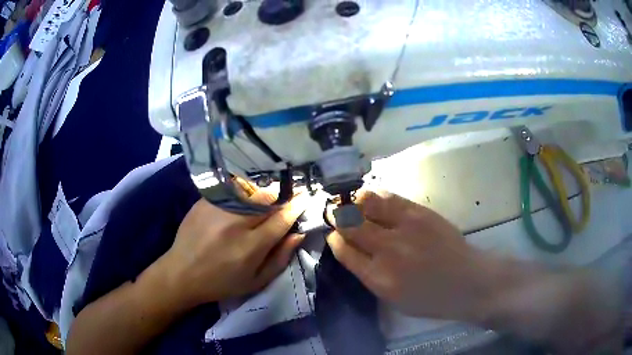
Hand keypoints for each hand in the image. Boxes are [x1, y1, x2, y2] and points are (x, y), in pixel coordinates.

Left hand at [156, 191, 308, 308]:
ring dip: (264, 190)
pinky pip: (231, 189)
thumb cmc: (222, 283)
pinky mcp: (204, 202)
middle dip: (282, 193)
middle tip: (290, 191)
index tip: (306, 196)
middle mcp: (235, 224)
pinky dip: (243, 190)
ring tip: (269, 192)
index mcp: (250, 247)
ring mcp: (217, 209)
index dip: (296, 205)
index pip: (281, 219)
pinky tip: (246, 194)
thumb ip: (280, 258)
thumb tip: (299, 233)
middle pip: (266, 198)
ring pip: (249, 190)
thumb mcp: (256, 281)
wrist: (182, 273)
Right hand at [327, 190, 492, 321]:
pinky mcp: (420, 212)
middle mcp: (387, 250)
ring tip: (354, 204)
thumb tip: (352, 250)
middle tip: (337, 215)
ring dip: (355, 203)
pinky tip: (372, 199)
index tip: (333, 235)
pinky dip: (375, 197)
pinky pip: (389, 198)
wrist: (467, 282)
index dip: (335, 240)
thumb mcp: (392, 299)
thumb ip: (369, 275)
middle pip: (350, 225)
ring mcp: (405, 228)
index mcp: (378, 278)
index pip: (344, 251)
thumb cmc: (430, 298)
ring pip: (366, 204)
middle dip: (338, 218)